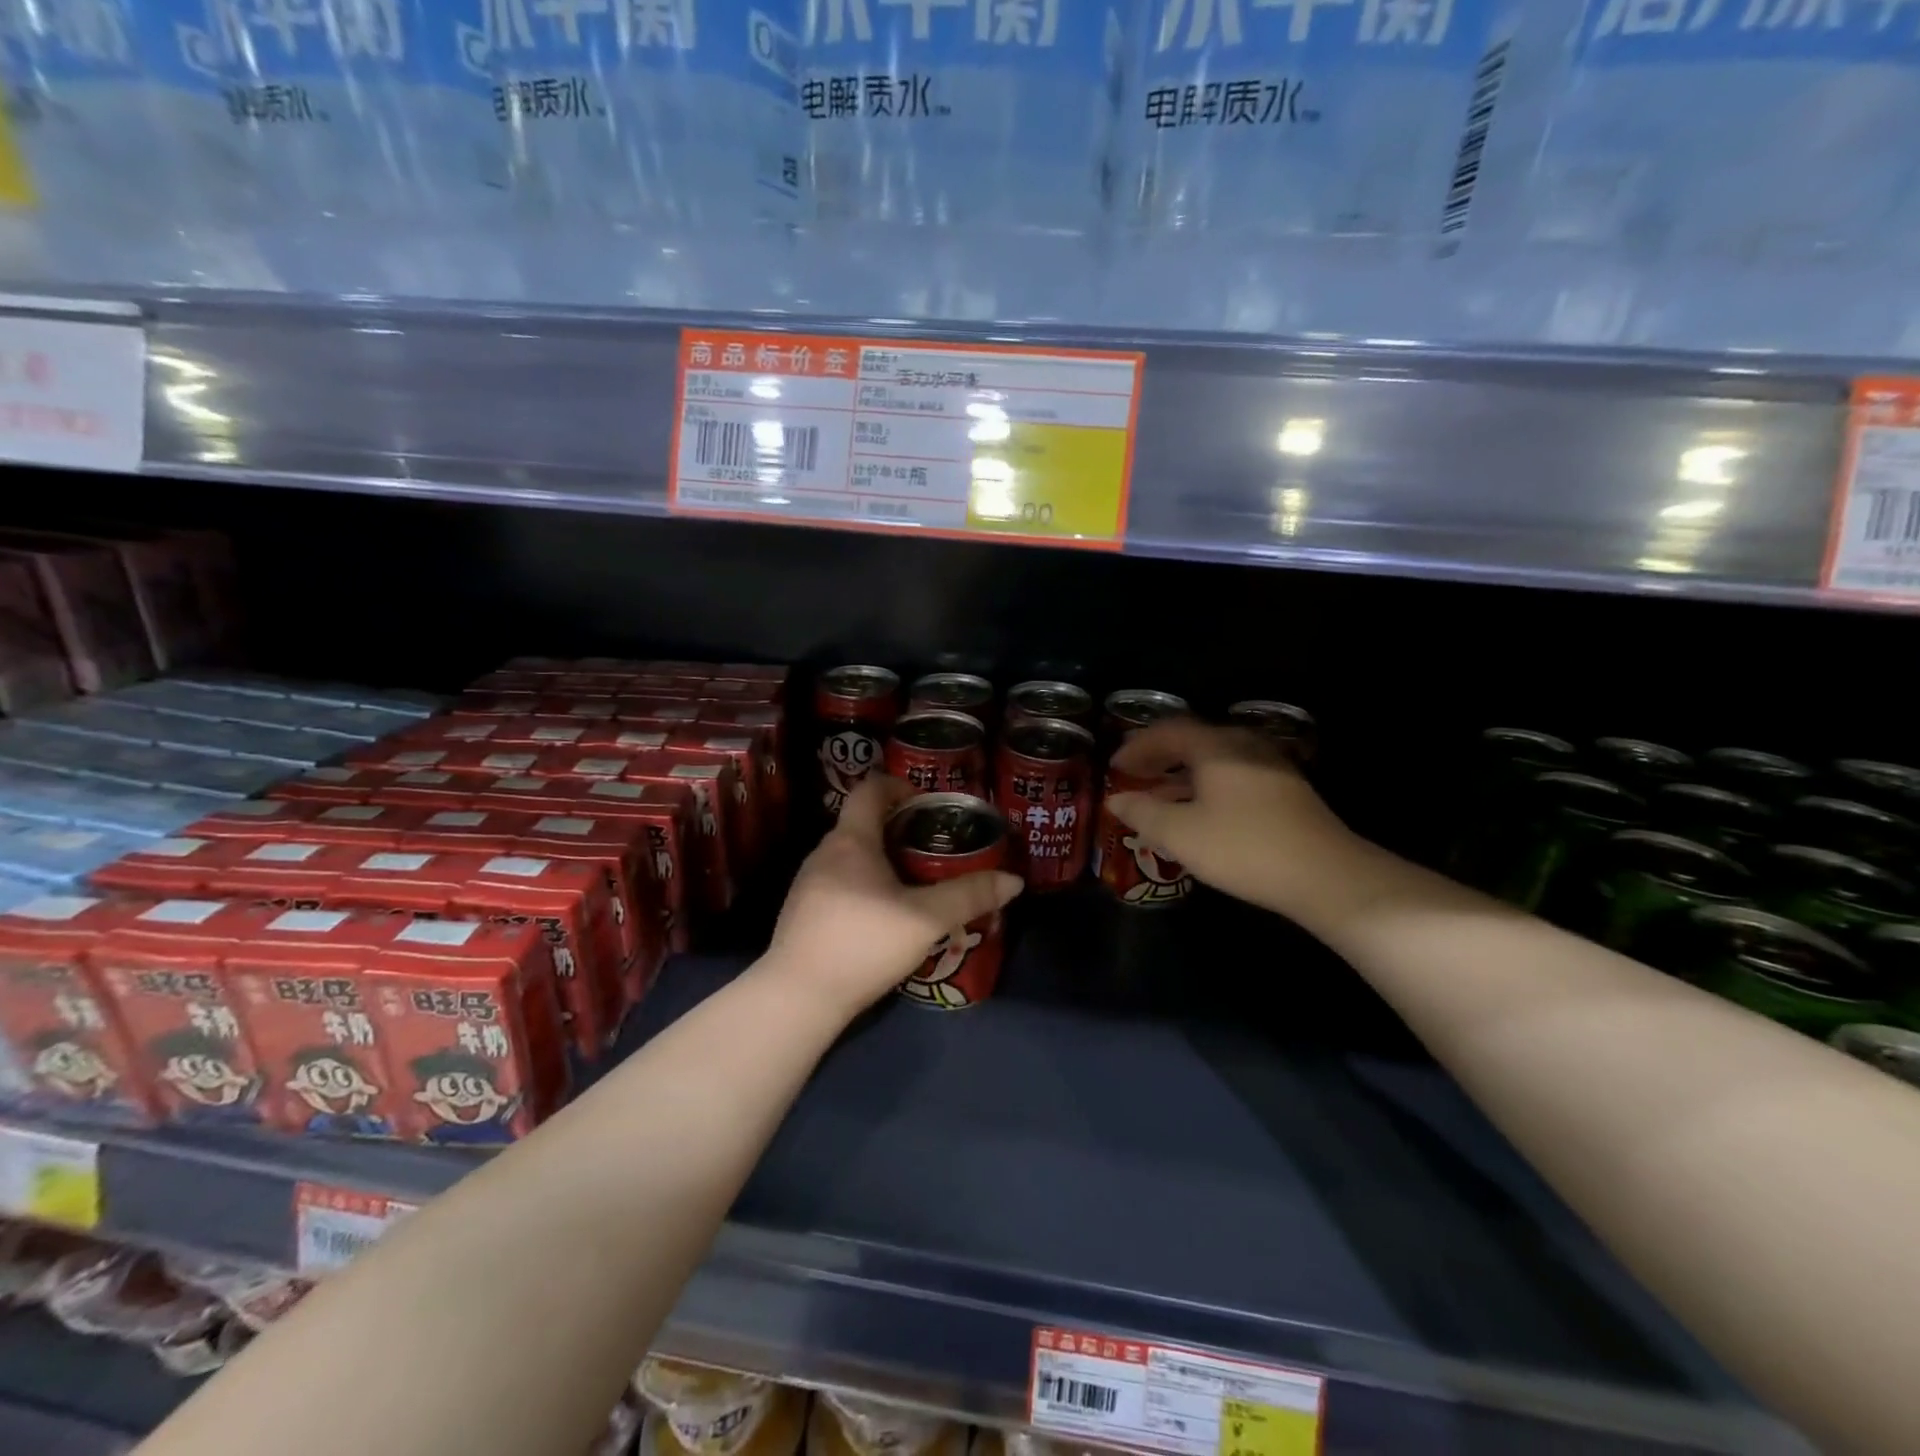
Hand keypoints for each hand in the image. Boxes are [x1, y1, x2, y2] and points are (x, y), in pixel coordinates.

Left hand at [765, 775, 1022, 1015]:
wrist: (797, 998)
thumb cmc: (862, 943)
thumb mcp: (926, 920)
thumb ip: (969, 896)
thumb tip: (1014, 880)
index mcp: (851, 841)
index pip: (870, 790)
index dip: (899, 785)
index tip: (927, 802)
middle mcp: (824, 853)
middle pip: (863, 823)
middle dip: (899, 828)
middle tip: (934, 846)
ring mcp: (808, 884)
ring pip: (851, 856)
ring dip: (882, 859)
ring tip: (914, 882)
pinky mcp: (802, 913)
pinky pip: (839, 882)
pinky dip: (865, 884)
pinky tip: (883, 916)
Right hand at [1106, 719, 1360, 921]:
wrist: (1326, 875)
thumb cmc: (1243, 848)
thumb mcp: (1181, 834)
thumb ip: (1143, 813)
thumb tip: (1115, 800)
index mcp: (1216, 747)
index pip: (1167, 732)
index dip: (1137, 746)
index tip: (1114, 765)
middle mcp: (1243, 745)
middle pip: (1193, 740)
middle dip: (1159, 756)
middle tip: (1133, 775)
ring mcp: (1269, 766)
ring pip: (1214, 759)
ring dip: (1182, 773)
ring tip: (1159, 795)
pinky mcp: (1284, 789)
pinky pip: (1232, 775)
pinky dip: (1205, 785)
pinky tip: (1199, 811)